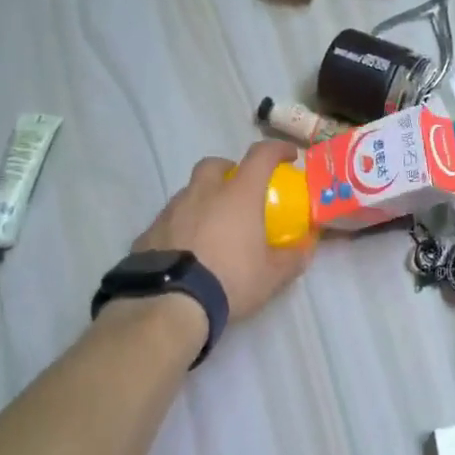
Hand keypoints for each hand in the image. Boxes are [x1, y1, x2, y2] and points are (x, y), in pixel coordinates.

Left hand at [133, 141, 316, 319]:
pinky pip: (169, 220)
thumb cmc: (229, 281)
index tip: (288, 156)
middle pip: (213, 165)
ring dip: (203, 200)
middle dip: (228, 170)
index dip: (277, 150)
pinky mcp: (148, 232)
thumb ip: (292, 259)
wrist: (168, 304)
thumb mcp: (271, 277)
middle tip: (239, 190)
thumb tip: (306, 249)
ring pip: (188, 192)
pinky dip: (181, 226)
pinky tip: (187, 250)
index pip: (260, 156)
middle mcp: (202, 194)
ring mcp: (171, 211)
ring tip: (212, 226)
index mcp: (237, 196)